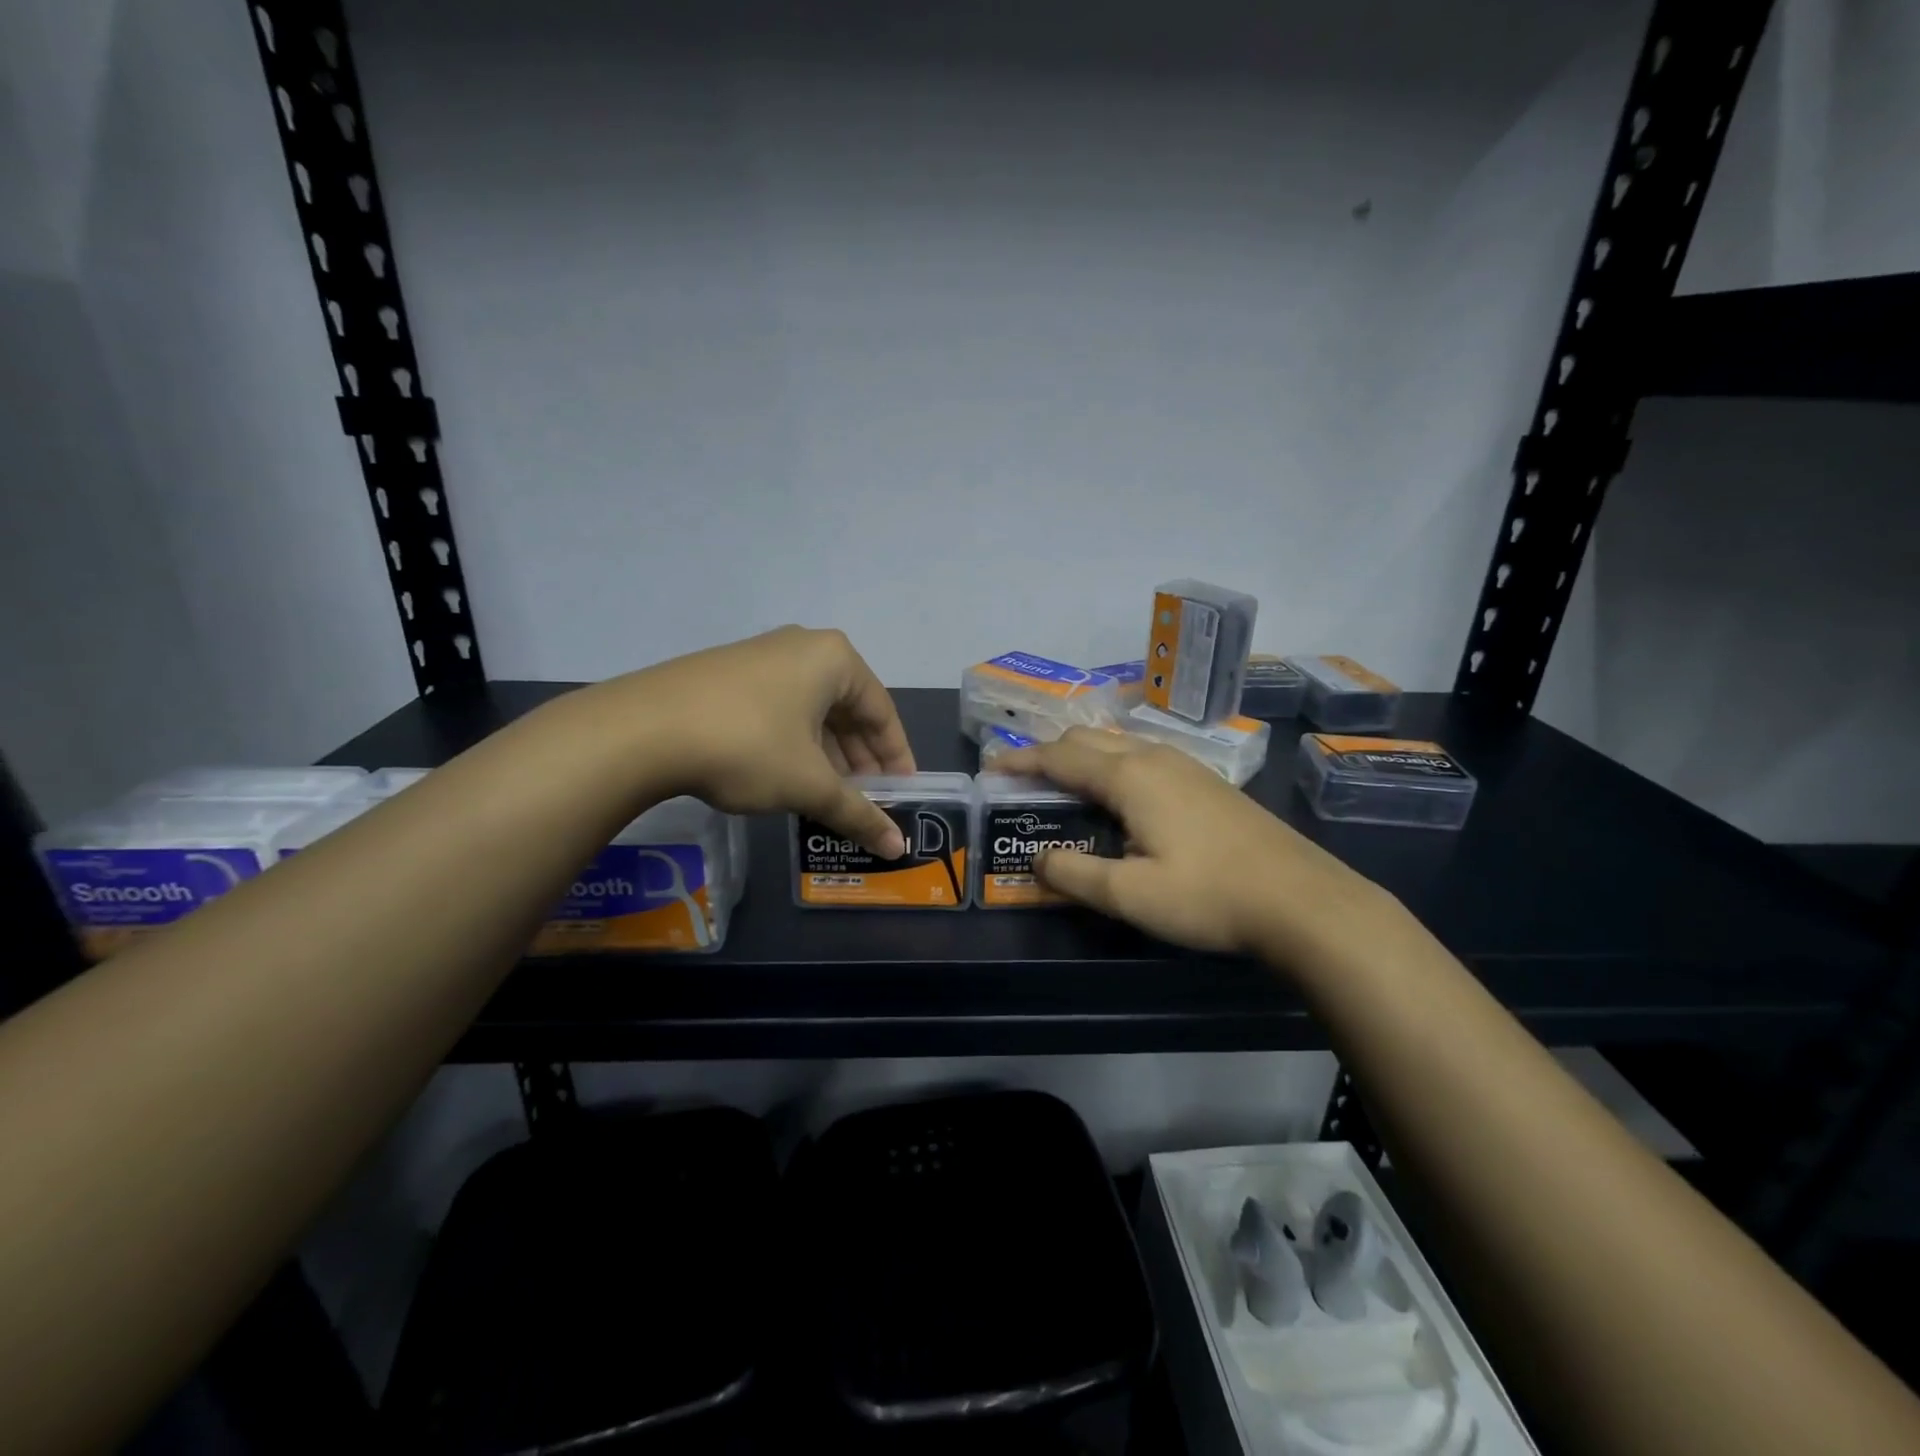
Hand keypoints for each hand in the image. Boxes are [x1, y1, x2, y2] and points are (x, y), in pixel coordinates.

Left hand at [599, 626, 916, 856]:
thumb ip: (858, 813)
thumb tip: (897, 847)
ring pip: (811, 712)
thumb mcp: (809, 784)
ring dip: (827, 755)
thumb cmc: (747, 746)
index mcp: (834, 659)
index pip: (883, 712)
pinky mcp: (725, 675)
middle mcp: (801, 648)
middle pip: (847, 709)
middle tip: (866, 801)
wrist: (641, 730)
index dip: (896, 758)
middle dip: (859, 759)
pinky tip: (787, 777)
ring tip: (829, 796)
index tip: (901, 794)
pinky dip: (793, 744)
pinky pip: (778, 710)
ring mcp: (759, 657)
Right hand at [996, 729, 1394, 961]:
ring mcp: (1186, 765)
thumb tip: (1038, 860)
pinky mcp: (1207, 781)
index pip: (1059, 757)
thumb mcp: (1130, 895)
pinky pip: (1143, 755)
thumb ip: (1075, 874)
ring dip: (1082, 756)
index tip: (991, 766)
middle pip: (1087, 739)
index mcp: (1129, 776)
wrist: (1302, 900)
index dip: (1021, 761)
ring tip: (1063, 784)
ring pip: (1118, 743)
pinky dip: (1112, 763)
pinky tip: (1119, 794)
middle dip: (1049, 753)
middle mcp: (1154, 757)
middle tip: (1023, 780)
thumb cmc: (1209, 896)